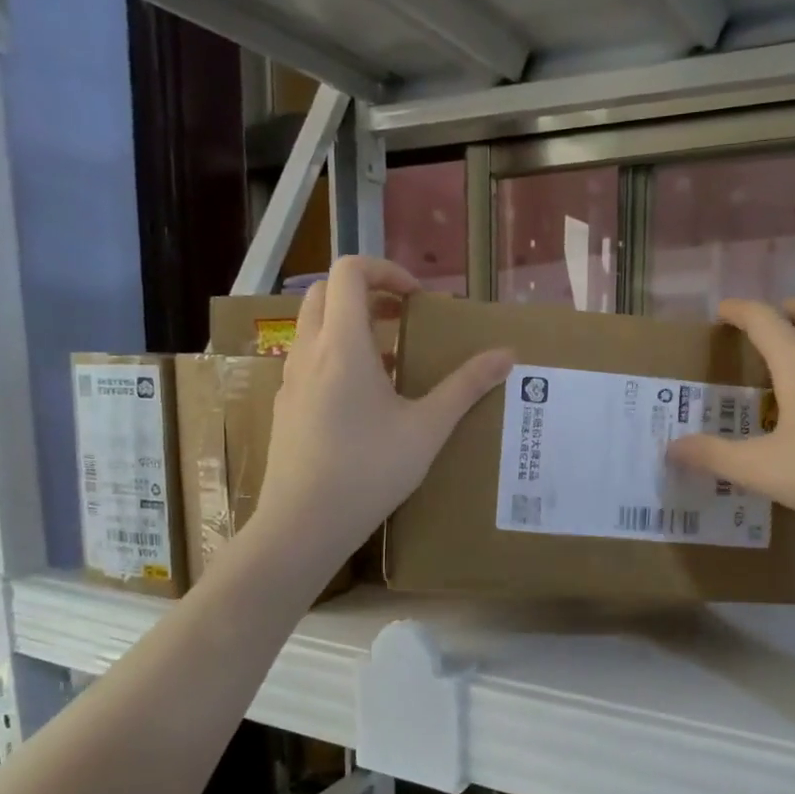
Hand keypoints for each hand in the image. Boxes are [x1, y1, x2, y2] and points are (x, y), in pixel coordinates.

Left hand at [252, 257, 512, 572]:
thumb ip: (466, 387)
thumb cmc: (369, 470)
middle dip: (367, 294)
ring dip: (351, 327)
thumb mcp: (427, 428)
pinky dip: (337, 358)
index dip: (385, 270)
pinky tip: (366, 402)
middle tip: (404, 319)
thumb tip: (507, 355)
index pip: (349, 272)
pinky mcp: (287, 407)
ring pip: (314, 328)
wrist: (303, 523)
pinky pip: (309, 362)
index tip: (417, 298)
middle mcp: (309, 352)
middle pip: (324, 293)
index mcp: (342, 345)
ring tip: (392, 361)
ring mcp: (291, 381)